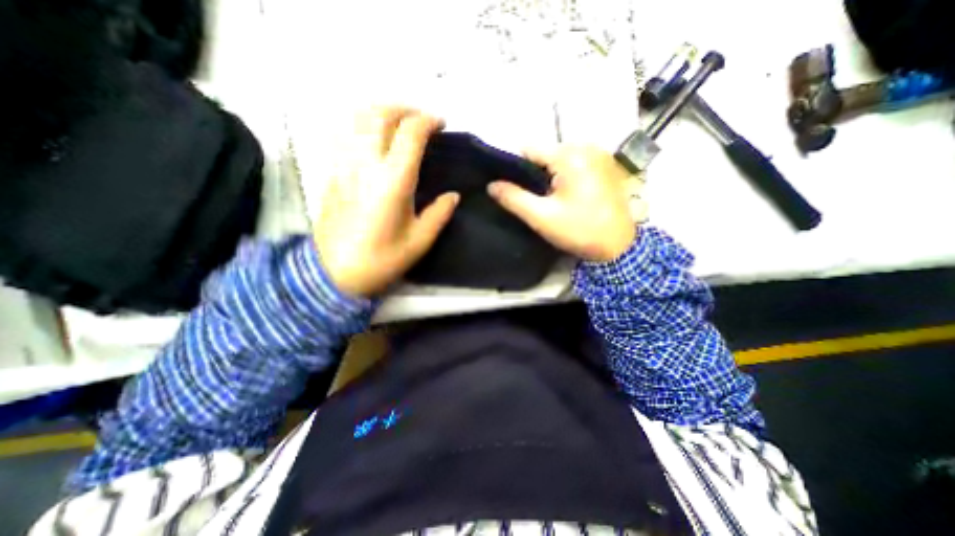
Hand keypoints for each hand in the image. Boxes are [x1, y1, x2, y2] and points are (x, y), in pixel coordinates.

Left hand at [314, 107, 458, 299]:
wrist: (335, 273)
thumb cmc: (382, 259)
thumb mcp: (419, 241)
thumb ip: (439, 214)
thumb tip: (453, 195)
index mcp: (393, 180)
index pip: (410, 132)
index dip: (428, 121)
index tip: (441, 125)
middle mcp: (366, 163)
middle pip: (381, 114)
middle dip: (405, 108)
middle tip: (421, 120)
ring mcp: (345, 164)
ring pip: (358, 118)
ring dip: (382, 112)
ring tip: (399, 123)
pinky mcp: (333, 171)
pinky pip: (346, 133)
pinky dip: (363, 124)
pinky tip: (375, 137)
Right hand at [488, 145, 636, 260]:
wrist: (619, 246)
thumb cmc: (579, 230)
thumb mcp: (542, 217)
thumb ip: (514, 199)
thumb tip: (491, 185)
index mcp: (570, 155)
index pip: (529, 149)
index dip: (515, 168)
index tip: (511, 187)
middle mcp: (586, 146)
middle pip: (545, 153)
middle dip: (535, 173)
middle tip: (535, 199)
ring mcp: (599, 154)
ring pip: (559, 159)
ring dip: (550, 176)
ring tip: (550, 199)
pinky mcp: (606, 165)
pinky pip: (575, 163)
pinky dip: (565, 176)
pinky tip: (567, 195)